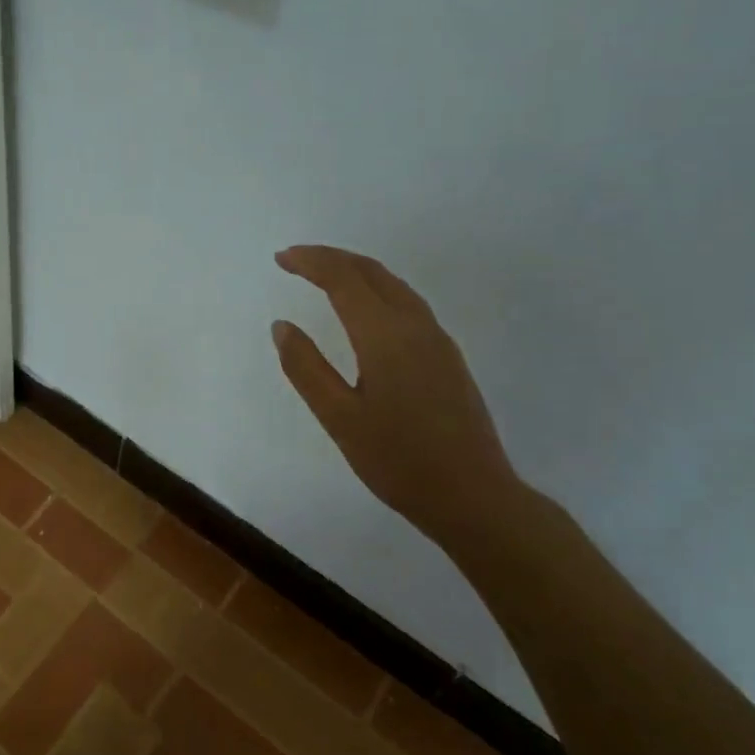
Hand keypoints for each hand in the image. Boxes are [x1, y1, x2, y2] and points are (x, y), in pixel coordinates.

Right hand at [273, 245, 526, 547]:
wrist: (473, 496)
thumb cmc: (398, 460)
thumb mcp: (339, 418)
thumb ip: (306, 368)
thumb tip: (283, 325)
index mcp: (385, 335)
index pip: (343, 279)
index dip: (311, 262)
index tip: (280, 258)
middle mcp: (415, 326)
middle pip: (372, 272)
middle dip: (332, 258)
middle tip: (295, 259)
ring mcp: (437, 340)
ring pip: (394, 285)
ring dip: (356, 271)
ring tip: (325, 275)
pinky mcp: (447, 357)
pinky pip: (407, 303)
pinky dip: (376, 289)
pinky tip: (365, 309)